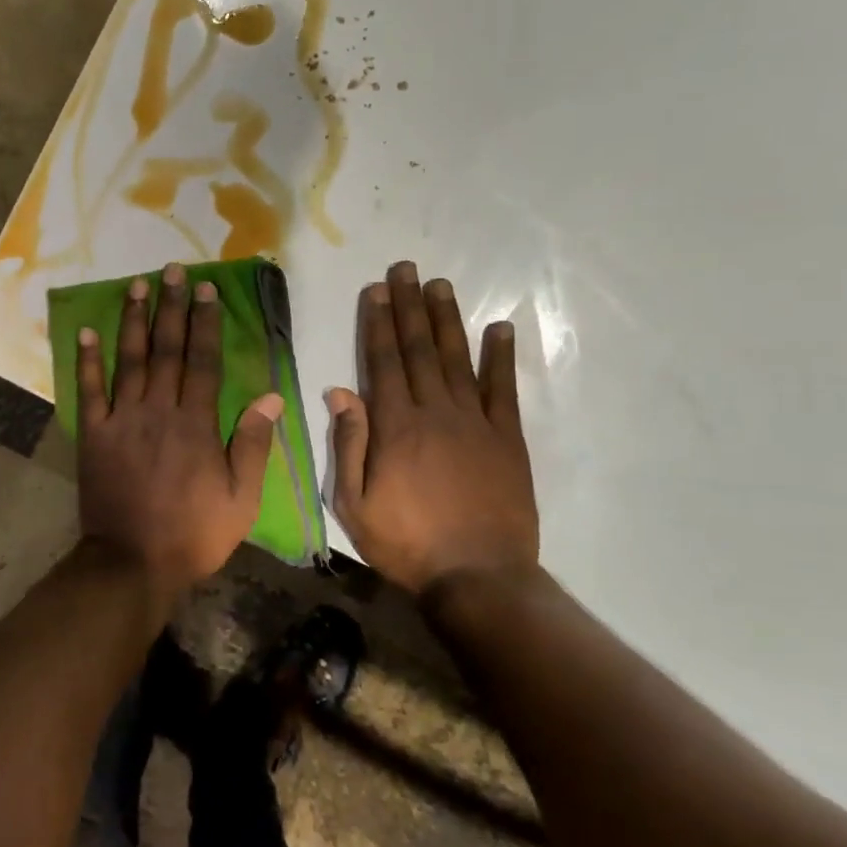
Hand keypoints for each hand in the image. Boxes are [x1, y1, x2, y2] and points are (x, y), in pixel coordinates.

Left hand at [77, 263, 283, 597]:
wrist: (132, 562)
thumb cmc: (193, 534)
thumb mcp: (241, 498)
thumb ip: (253, 444)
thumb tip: (271, 396)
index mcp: (196, 423)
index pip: (203, 360)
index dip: (205, 323)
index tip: (206, 291)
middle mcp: (158, 410)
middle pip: (166, 349)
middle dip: (171, 307)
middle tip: (171, 271)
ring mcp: (122, 420)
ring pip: (129, 360)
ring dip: (133, 320)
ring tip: (136, 286)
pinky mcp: (94, 435)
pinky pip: (90, 390)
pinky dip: (87, 361)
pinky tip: (87, 331)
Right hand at [327, 261, 537, 596]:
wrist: (478, 577)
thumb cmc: (405, 543)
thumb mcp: (354, 502)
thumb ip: (348, 444)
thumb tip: (339, 391)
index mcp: (395, 427)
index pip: (382, 362)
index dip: (377, 323)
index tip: (376, 290)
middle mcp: (434, 412)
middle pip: (419, 350)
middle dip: (410, 307)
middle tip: (407, 269)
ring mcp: (475, 422)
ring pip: (458, 359)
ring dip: (447, 320)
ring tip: (441, 285)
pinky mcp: (507, 439)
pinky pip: (504, 389)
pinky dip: (501, 357)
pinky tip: (499, 328)